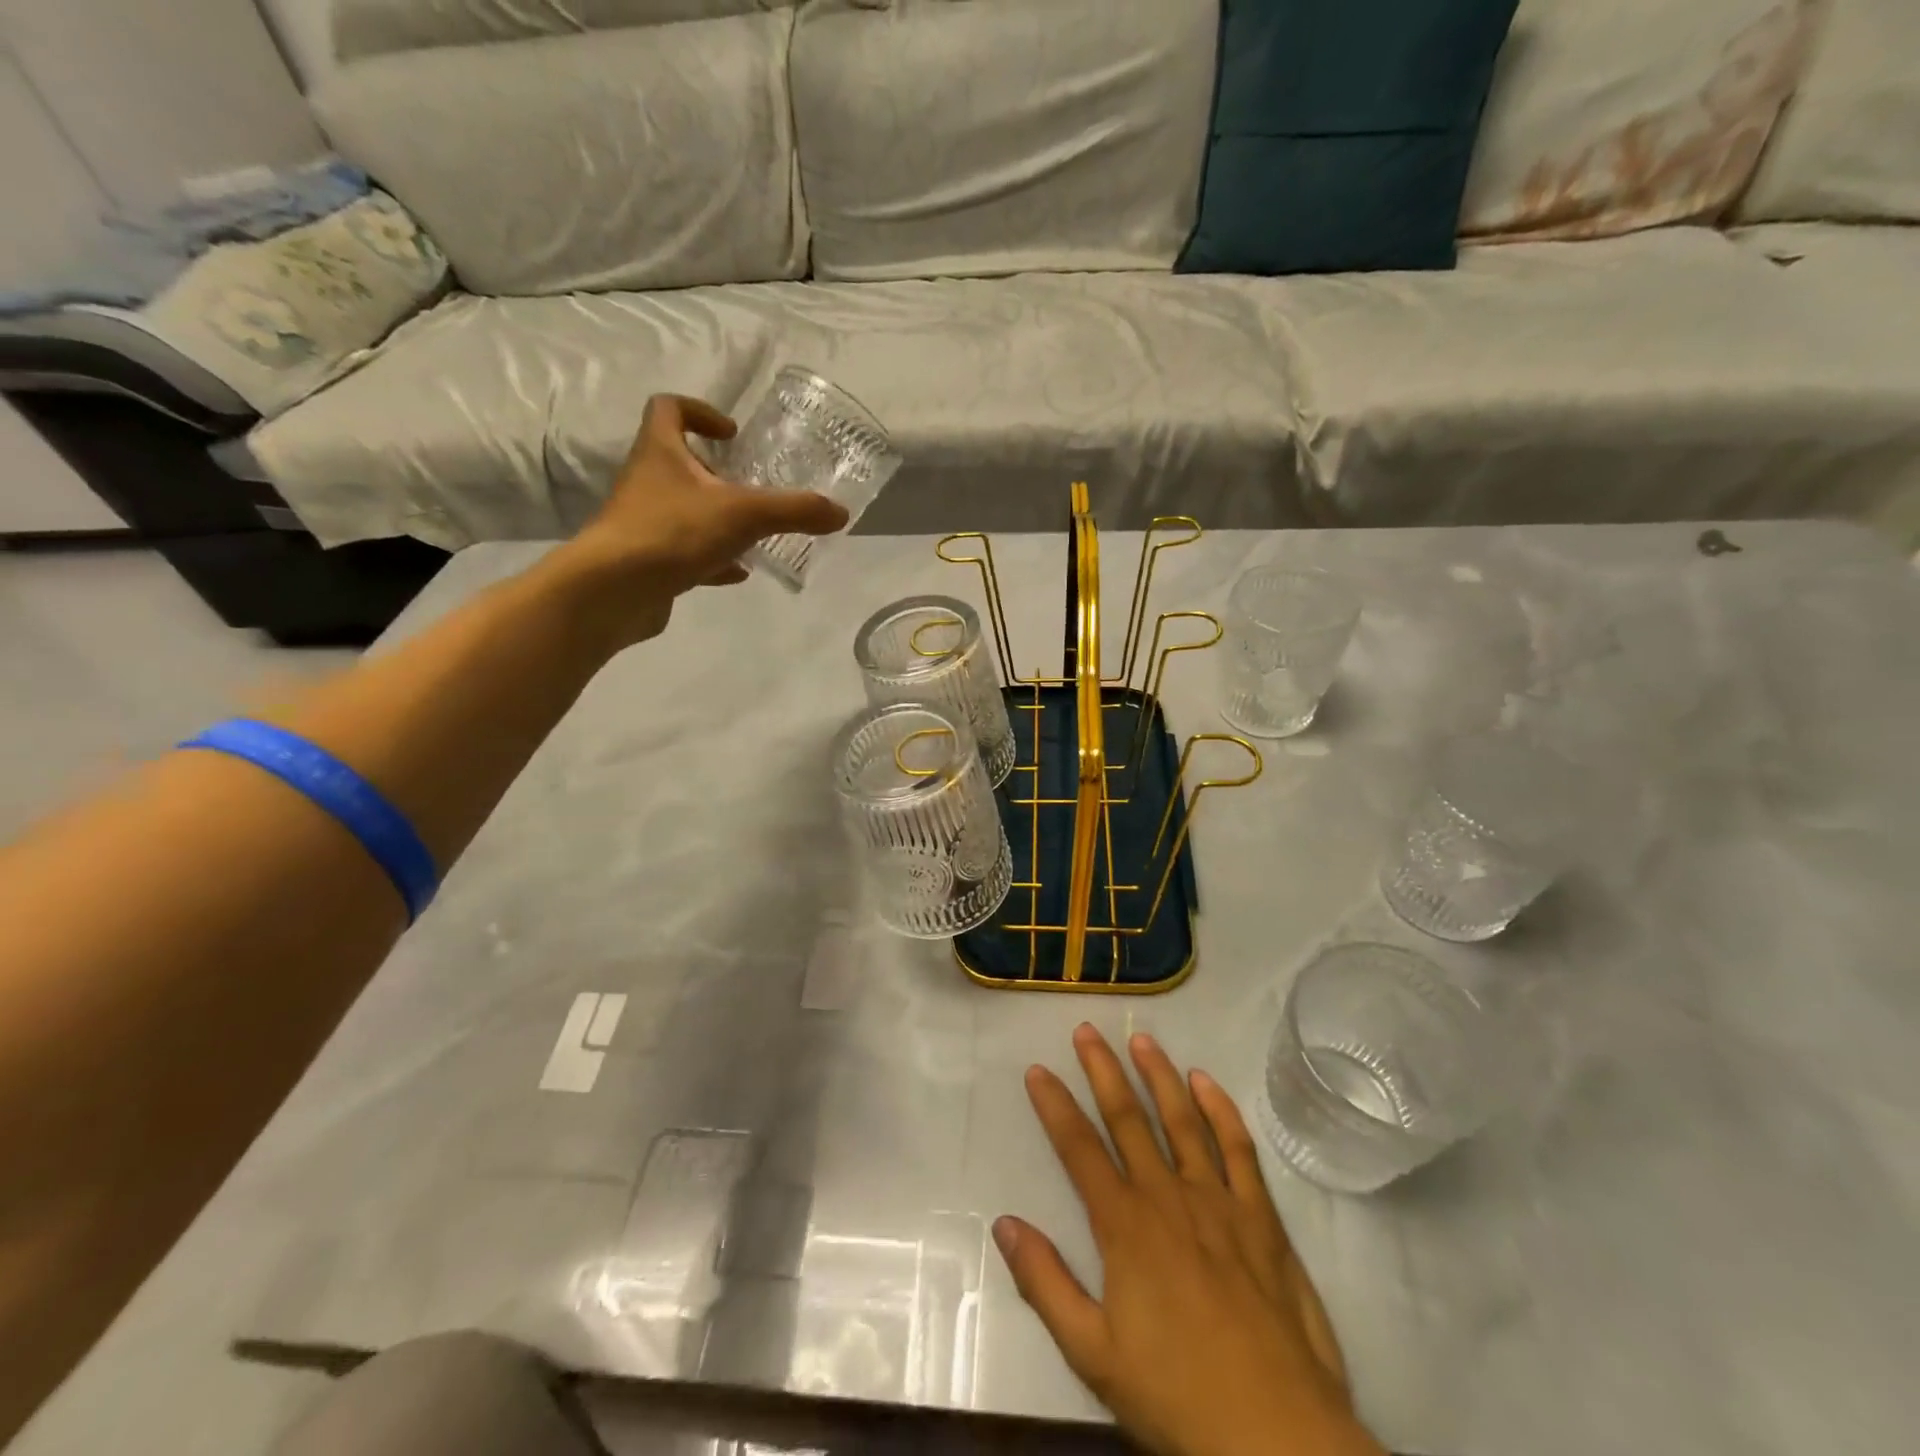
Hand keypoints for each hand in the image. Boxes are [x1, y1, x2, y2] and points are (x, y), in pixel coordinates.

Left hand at [552, 394, 848, 647]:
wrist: (614, 591)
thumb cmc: (673, 532)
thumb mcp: (745, 514)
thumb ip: (794, 510)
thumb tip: (840, 512)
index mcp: (660, 452)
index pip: (668, 408)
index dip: (699, 411)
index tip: (732, 434)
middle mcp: (647, 481)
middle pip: (678, 461)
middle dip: (716, 471)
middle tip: (751, 485)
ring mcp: (644, 523)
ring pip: (683, 510)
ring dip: (716, 516)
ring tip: (753, 530)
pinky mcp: (648, 561)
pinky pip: (684, 552)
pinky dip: (712, 558)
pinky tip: (738, 572)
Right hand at [996, 1026, 1380, 1455]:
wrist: (1277, 1436)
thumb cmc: (1177, 1397)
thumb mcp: (1093, 1354)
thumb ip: (1046, 1283)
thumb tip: (1004, 1224)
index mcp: (1125, 1226)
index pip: (1079, 1149)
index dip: (1055, 1106)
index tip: (1038, 1070)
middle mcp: (1168, 1197)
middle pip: (1129, 1119)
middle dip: (1103, 1071)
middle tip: (1087, 1030)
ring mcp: (1219, 1202)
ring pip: (1183, 1121)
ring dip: (1160, 1076)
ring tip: (1142, 1039)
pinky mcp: (1261, 1218)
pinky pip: (1238, 1149)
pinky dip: (1221, 1111)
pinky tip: (1207, 1083)